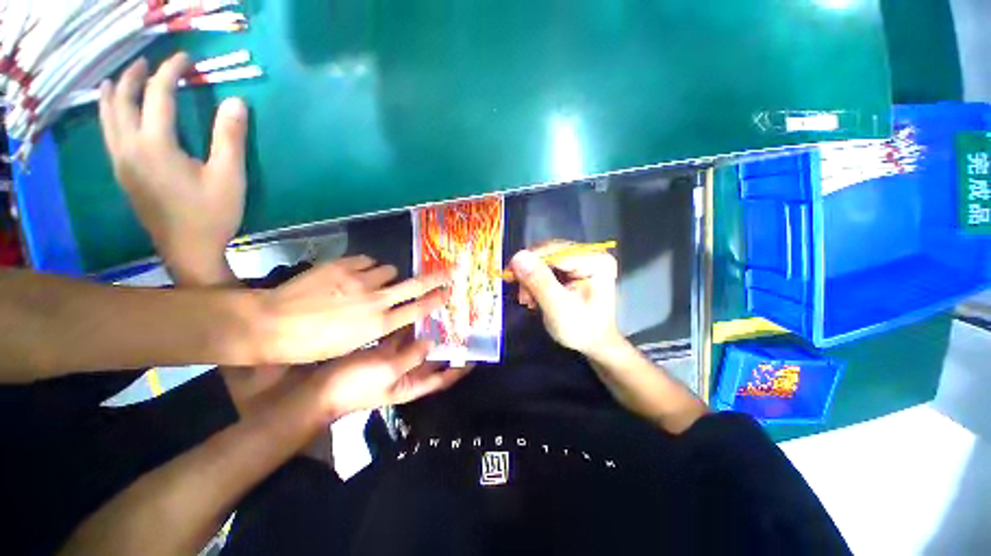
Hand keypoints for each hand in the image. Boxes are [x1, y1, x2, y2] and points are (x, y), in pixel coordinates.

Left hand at [98, 53, 245, 284]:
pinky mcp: (123, 173)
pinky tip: (115, 113)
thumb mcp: (229, 177)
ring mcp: (121, 162)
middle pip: (122, 100)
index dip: (171, 71)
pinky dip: (109, 114)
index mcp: (155, 145)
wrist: (187, 249)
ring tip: (119, 79)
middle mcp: (129, 147)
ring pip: (107, 117)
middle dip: (134, 75)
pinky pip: (109, 133)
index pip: (158, 94)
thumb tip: (237, 102)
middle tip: (148, 62)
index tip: (185, 58)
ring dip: (113, 93)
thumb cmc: (211, 214)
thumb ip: (229, 138)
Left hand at [254, 256, 451, 363]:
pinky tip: (352, 276)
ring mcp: (360, 279)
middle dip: (436, 277)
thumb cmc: (312, 344)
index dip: (436, 299)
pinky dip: (365, 268)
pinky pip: (367, 261)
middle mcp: (376, 299)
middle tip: (450, 270)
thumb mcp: (352, 343)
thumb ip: (378, 325)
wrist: (270, 323)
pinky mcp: (343, 265)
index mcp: (379, 323)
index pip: (418, 308)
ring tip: (370, 282)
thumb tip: (392, 310)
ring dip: (386, 276)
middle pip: (415, 285)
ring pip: (389, 270)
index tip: (448, 292)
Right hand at [310, 330, 470, 416]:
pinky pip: (404, 338)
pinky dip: (412, 328)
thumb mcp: (388, 372)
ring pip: (421, 345)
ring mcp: (398, 360)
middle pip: (435, 358)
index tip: (475, 355)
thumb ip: (412, 356)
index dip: (461, 368)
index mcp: (414, 384)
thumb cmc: (357, 386)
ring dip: (431, 333)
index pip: (444, 378)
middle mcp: (410, 373)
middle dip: (448, 344)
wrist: (322, 388)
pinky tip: (419, 312)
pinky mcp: (386, 351)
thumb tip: (432, 342)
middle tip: (461, 325)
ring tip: (445, 315)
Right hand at [510, 243, 622, 357]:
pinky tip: (534, 296)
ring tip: (528, 300)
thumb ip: (539, 281)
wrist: (594, 343)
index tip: (510, 275)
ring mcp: (582, 260)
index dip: (529, 260)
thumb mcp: (558, 308)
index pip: (555, 251)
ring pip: (545, 259)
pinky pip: (547, 267)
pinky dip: (536, 281)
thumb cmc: (581, 330)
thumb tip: (518, 256)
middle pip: (550, 253)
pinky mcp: (574, 267)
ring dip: (531, 279)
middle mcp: (590, 254)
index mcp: (595, 261)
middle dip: (530, 273)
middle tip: (521, 295)